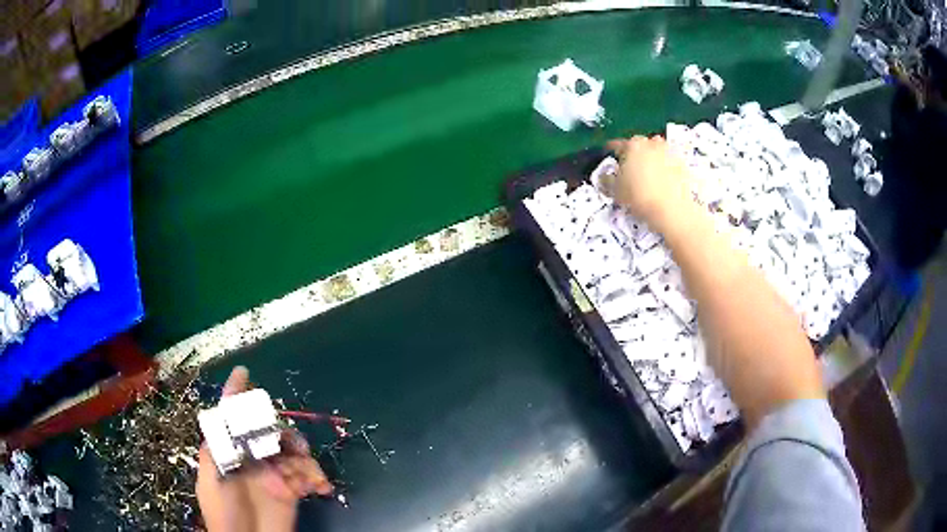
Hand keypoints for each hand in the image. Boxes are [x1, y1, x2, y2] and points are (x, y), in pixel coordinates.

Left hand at [196, 367, 333, 531]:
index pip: (230, 416)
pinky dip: (316, 477)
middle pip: (268, 431)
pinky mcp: (291, 490)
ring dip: (303, 457)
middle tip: (291, 446)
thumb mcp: (212, 480)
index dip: (235, 393)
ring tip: (309, 475)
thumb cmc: (223, 513)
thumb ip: (216, 451)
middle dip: (281, 432)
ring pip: (291, 450)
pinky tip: (320, 487)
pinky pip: (307, 475)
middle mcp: (251, 458)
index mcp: (229, 452)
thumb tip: (225, 419)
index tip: (243, 372)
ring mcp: (272, 474)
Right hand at [605, 135, 696, 234]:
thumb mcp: (616, 191)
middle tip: (631, 167)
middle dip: (634, 153)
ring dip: (652, 158)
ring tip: (649, 173)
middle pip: (639, 145)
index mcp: (632, 145)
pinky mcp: (683, 164)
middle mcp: (651, 143)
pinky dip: (667, 168)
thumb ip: (607, 180)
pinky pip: (670, 163)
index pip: (617, 145)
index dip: (611, 152)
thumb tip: (604, 176)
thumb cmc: (640, 197)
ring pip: (657, 151)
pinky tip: (664, 181)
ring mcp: (670, 152)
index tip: (609, 157)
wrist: (672, 209)